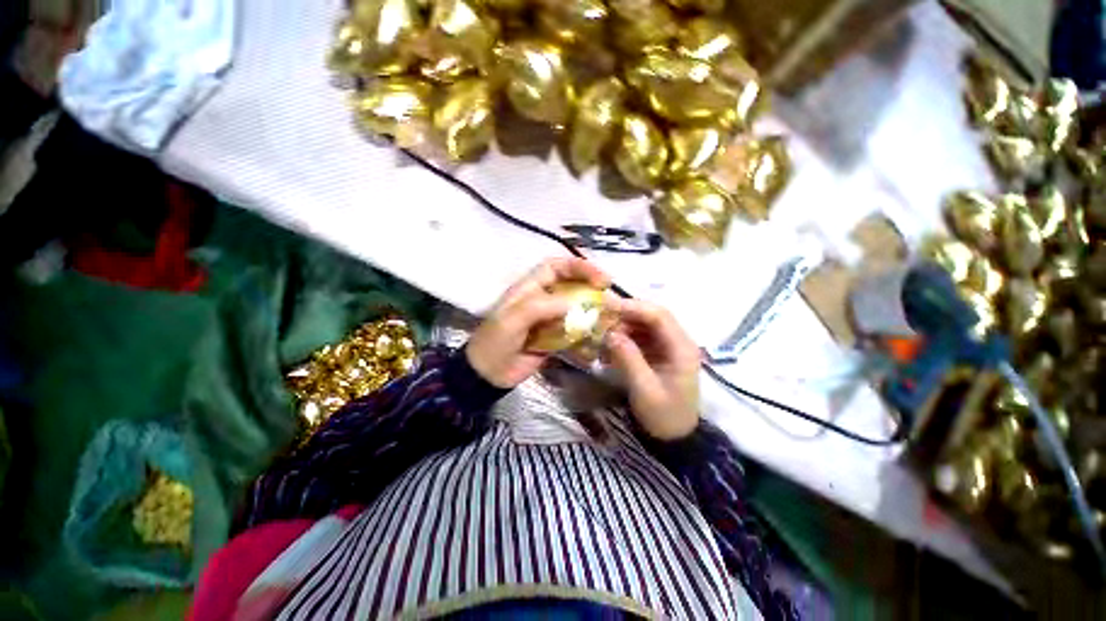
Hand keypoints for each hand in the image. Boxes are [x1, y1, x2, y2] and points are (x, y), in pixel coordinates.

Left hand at [467, 257, 609, 387]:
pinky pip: (575, 332)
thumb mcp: (513, 319)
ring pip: (577, 309)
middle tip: (610, 300)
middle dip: (591, 289)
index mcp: (530, 288)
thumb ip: (542, 307)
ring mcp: (550, 320)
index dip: (579, 267)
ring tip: (608, 321)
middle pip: (571, 286)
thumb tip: (575, 303)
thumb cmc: (495, 342)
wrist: (487, 375)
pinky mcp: (555, 338)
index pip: (557, 266)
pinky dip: (586, 337)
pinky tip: (594, 345)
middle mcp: (543, 299)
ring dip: (592, 314)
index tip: (601, 278)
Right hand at [606, 299, 700, 440]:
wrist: (675, 437)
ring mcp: (669, 346)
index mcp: (682, 348)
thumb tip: (610, 334)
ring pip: (644, 324)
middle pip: (652, 316)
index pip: (659, 316)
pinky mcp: (660, 352)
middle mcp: (678, 341)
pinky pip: (641, 336)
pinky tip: (610, 346)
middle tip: (600, 318)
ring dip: (623, 326)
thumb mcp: (644, 389)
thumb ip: (629, 359)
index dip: (633, 307)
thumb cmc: (663, 416)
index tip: (607, 306)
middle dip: (625, 315)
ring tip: (602, 334)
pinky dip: (625, 338)